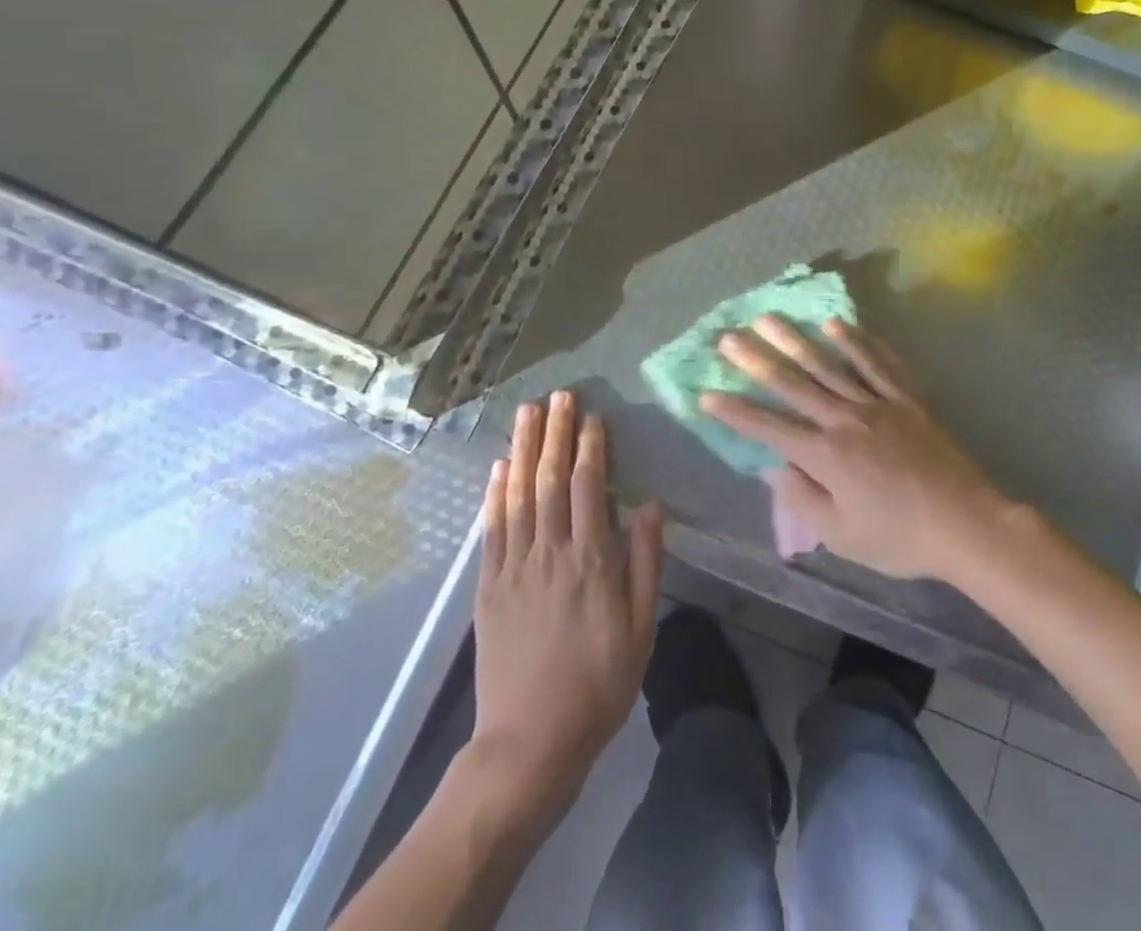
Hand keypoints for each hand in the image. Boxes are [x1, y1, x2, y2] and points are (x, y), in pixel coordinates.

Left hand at [471, 391, 663, 807]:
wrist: (529, 743)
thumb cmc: (598, 685)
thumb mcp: (641, 629)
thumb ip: (646, 563)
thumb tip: (651, 506)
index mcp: (592, 561)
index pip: (591, 487)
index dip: (591, 447)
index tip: (593, 416)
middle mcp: (551, 553)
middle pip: (553, 480)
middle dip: (556, 433)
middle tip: (559, 396)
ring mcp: (514, 568)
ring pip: (519, 495)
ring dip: (525, 450)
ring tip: (528, 413)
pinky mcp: (489, 587)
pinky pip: (491, 530)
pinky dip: (495, 494)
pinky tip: (500, 466)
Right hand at [699, 318, 1006, 582]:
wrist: (966, 523)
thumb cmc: (900, 537)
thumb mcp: (842, 536)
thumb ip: (804, 499)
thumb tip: (775, 467)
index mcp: (826, 456)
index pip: (769, 428)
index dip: (735, 412)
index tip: (707, 394)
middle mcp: (846, 420)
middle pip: (794, 384)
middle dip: (757, 361)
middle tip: (729, 337)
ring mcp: (878, 403)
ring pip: (829, 365)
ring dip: (796, 340)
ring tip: (770, 318)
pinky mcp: (906, 397)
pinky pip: (877, 363)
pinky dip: (856, 342)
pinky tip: (837, 324)